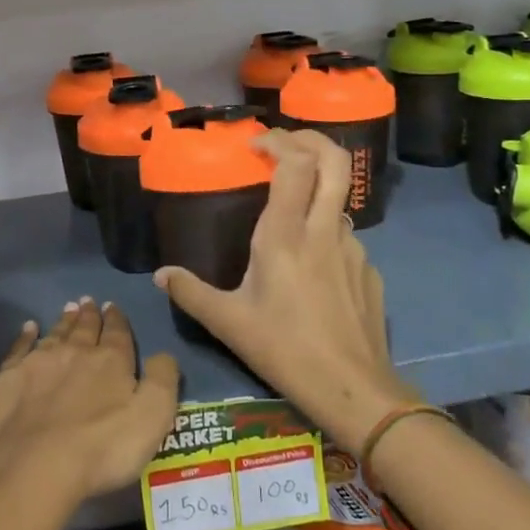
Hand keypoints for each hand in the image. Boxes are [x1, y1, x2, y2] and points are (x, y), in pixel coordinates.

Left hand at [0, 298, 179, 510]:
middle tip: (88, 301)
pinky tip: (28, 328)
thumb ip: (163, 380)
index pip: (117, 333)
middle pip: (84, 328)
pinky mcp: (8, 378)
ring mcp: (38, 363)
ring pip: (55, 333)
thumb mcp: (153, 416)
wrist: (35, 466)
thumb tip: (164, 354)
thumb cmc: (103, 446)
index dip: (117, 319)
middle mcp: (75, 352)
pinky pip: (19, 348)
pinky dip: (25, 336)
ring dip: (64, 321)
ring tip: (69, 308)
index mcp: (111, 361)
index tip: (112, 306)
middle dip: (89, 314)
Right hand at [154, 129, 411, 449]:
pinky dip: (327, 231)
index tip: (256, 144)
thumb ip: (191, 293)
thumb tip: (161, 275)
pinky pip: (346, 236)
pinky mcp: (369, 270)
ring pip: (340, 199)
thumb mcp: (228, 323)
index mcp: (286, 236)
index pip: (295, 164)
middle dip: (312, 139)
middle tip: (285, 143)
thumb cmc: (284, 350)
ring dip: (317, 189)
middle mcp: (324, 231)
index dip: (279, 141)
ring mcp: (354, 248)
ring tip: (291, 209)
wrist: (353, 390)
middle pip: (336, 161)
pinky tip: (311, 264)